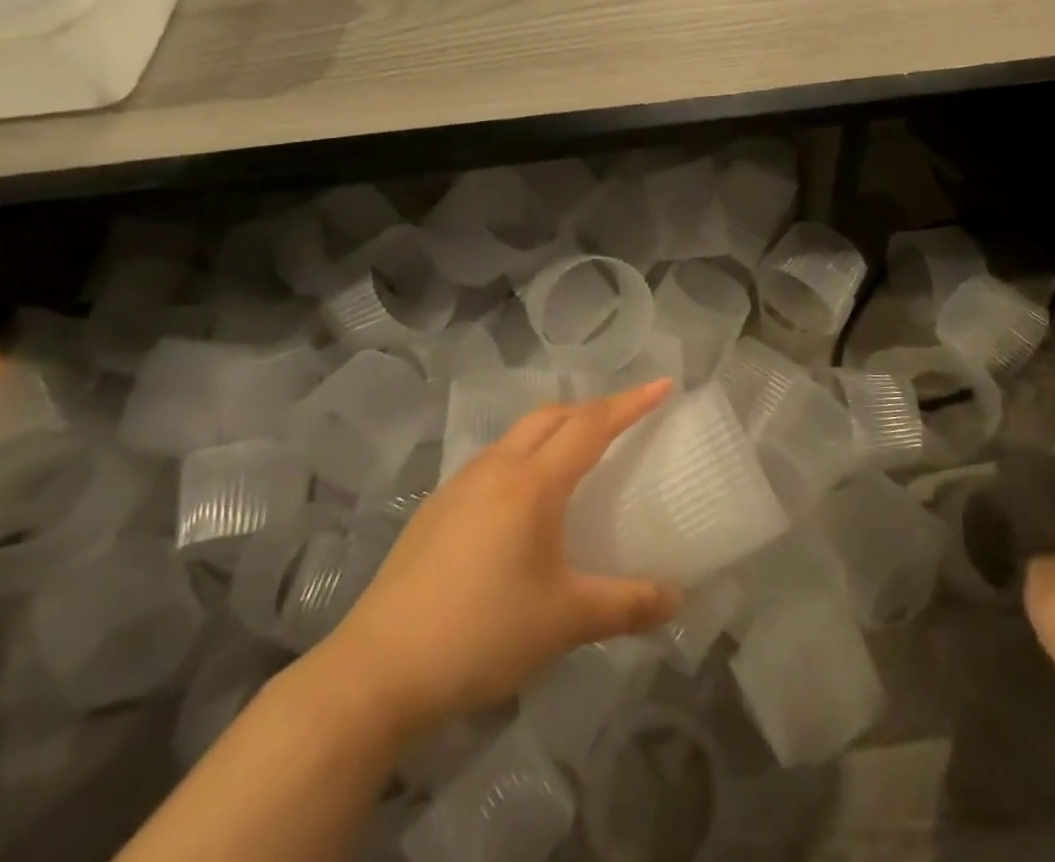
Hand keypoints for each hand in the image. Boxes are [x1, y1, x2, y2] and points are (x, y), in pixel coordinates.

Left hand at [320, 381, 681, 734]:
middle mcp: (497, 468)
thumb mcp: (564, 622)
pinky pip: (493, 460)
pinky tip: (523, 501)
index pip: (592, 425)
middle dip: (593, 409)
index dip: (631, 403)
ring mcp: (460, 484)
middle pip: (553, 416)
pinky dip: (524, 456)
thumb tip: (678, 601)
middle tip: (626, 420)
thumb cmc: (481, 634)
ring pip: (518, 434)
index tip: (664, 384)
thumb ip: (626, 605)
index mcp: (533, 483)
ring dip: (555, 429)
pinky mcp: (436, 507)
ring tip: (578, 456)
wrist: (376, 670)